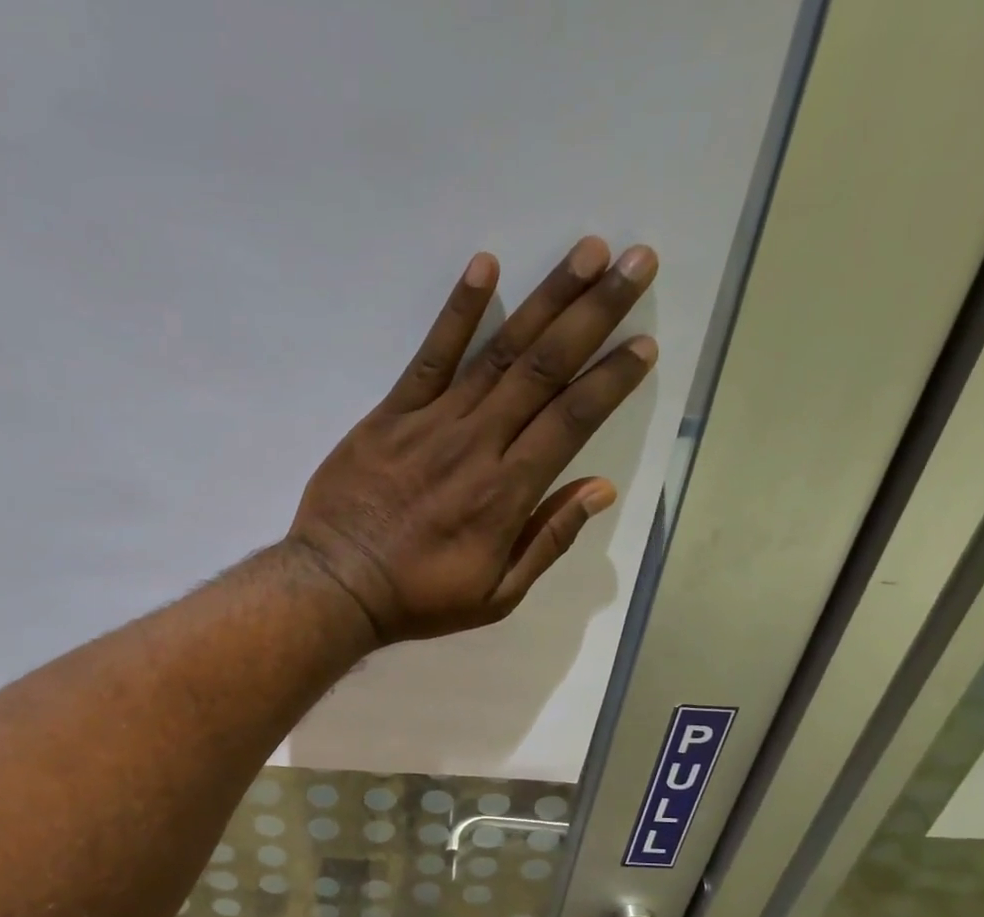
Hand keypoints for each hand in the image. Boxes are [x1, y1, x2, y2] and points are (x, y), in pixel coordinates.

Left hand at [285, 237, 657, 642]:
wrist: (338, 586)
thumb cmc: (419, 598)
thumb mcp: (496, 596)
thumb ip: (548, 542)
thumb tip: (600, 490)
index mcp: (507, 492)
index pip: (571, 420)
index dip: (611, 379)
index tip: (644, 343)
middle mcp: (478, 444)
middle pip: (545, 369)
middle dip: (596, 314)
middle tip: (638, 263)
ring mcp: (432, 423)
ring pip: (499, 352)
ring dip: (547, 298)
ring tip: (588, 251)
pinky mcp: (390, 415)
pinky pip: (429, 355)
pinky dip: (457, 312)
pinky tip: (484, 266)